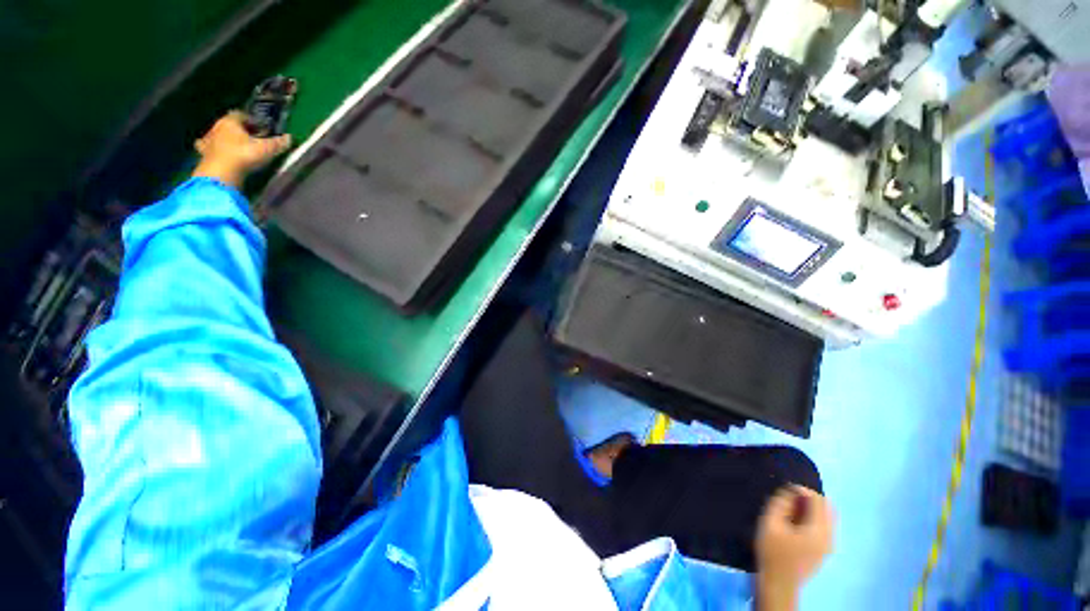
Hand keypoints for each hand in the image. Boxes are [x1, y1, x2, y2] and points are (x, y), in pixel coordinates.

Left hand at [192, 111, 291, 187]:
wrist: (221, 174)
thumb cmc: (244, 155)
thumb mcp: (266, 149)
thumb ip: (278, 143)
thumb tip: (289, 138)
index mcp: (230, 121)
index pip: (241, 115)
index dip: (252, 120)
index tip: (261, 128)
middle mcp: (217, 127)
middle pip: (229, 124)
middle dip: (239, 129)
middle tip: (251, 138)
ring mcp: (208, 140)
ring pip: (217, 134)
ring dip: (225, 138)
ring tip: (236, 146)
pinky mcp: (203, 154)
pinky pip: (207, 148)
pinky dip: (213, 149)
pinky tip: (218, 153)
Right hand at [755, 486, 834, 609]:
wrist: (779, 583)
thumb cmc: (773, 552)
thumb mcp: (770, 523)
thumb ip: (780, 503)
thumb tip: (790, 490)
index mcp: (819, 530)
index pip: (818, 500)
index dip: (802, 490)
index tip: (785, 490)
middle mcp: (829, 537)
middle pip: (827, 508)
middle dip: (809, 498)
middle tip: (789, 498)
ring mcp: (828, 545)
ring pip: (827, 517)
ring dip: (811, 508)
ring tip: (790, 509)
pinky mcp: (824, 551)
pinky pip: (824, 527)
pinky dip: (812, 518)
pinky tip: (795, 523)